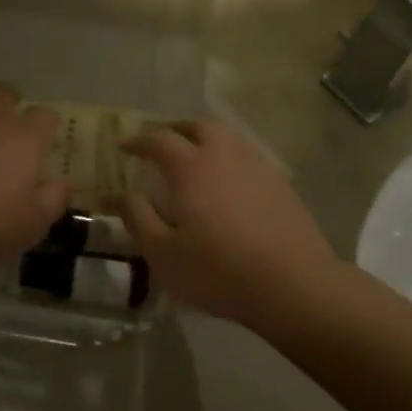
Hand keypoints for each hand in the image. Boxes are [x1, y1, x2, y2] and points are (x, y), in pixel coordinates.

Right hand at [115, 121, 340, 326]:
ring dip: (206, 140)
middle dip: (175, 130)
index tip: (124, 146)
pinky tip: (228, 183)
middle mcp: (224, 155)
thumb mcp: (163, 253)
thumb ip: (138, 218)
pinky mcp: (280, 183)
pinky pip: (247, 156)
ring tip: (195, 159)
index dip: (138, 140)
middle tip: (162, 145)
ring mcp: (257, 166)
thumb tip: (119, 195)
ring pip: (227, 137)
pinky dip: (229, 158)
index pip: (159, 140)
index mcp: (191, 167)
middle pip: (198, 126)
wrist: (293, 284)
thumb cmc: (218, 271)